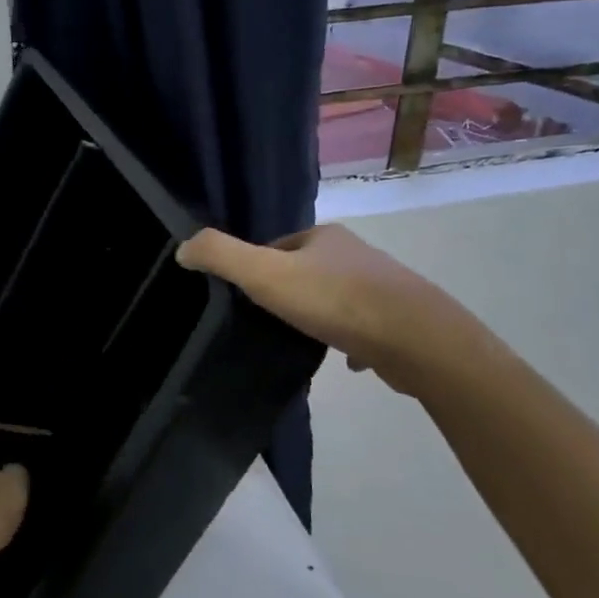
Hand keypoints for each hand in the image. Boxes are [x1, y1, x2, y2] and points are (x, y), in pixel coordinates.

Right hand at [176, 224, 490, 397]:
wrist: (415, 339)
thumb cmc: (336, 302)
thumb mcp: (267, 275)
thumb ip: (222, 257)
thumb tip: (183, 247)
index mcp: (324, 237)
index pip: (277, 246)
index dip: (256, 268)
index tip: (242, 297)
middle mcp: (354, 254)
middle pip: (307, 270)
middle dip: (287, 292)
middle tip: (265, 323)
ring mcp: (381, 286)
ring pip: (336, 298)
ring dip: (317, 315)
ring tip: (297, 341)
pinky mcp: (398, 320)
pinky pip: (362, 327)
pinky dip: (347, 340)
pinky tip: (338, 360)